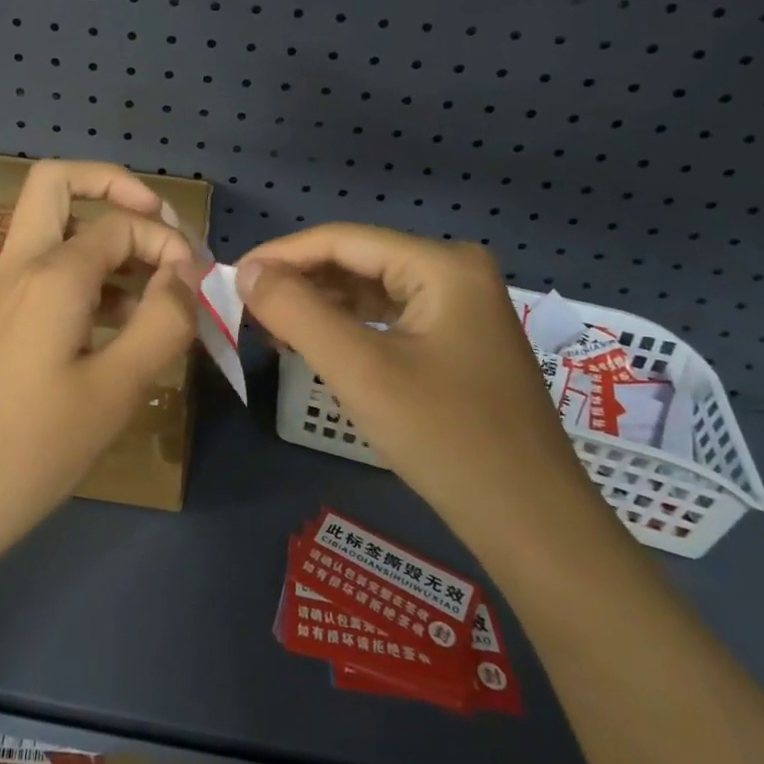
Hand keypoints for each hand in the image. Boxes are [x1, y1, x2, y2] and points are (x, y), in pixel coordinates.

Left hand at [0, 160, 199, 587]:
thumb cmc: (29, 450)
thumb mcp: (115, 390)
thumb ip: (162, 323)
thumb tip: (186, 275)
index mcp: (52, 273)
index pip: (123, 223)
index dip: (169, 241)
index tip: (197, 286)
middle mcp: (22, 267)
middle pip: (58, 184)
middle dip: (115, 189)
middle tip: (158, 227)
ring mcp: (3, 294)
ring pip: (53, 228)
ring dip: (104, 236)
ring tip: (153, 286)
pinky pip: (47, 273)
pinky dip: (88, 276)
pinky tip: (120, 325)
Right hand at [238, 225, 594, 554]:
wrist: (532, 524)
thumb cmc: (445, 438)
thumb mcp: (360, 370)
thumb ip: (297, 311)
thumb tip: (246, 271)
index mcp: (442, 264)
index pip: (342, 239)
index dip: (280, 255)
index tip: (231, 279)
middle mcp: (455, 272)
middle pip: (357, 260)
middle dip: (299, 282)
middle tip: (245, 309)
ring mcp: (461, 307)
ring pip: (371, 289)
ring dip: (319, 305)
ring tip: (270, 328)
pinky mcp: (458, 340)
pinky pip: (389, 317)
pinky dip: (347, 327)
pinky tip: (314, 344)